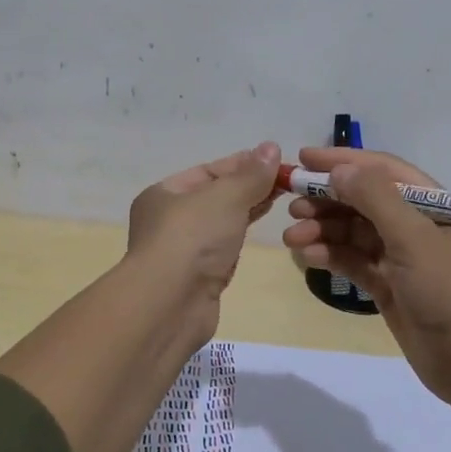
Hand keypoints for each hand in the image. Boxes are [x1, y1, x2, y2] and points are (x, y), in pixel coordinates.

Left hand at [126, 141, 282, 338]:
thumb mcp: (225, 196)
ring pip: (220, 223)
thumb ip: (251, 174)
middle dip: (248, 186)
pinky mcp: (198, 278)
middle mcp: (168, 220)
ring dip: (247, 210)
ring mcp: (182, 251)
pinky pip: (223, 248)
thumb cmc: (192, 238)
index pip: (208, 171)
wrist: (170, 304)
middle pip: (214, 196)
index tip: (276, 160)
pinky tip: (259, 229)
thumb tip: (271, 147)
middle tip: (286, 179)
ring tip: (281, 198)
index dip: (242, 163)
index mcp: (164, 194)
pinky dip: (240, 235)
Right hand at [281, 146, 450, 402]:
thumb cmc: (448, 291)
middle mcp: (415, 225)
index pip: (382, 170)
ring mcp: (401, 258)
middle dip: (326, 199)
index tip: (302, 158)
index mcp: (432, 204)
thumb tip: (339, 170)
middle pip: (363, 201)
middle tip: (291, 204)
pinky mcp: (388, 286)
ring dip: (323, 230)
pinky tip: (308, 256)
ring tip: (291, 237)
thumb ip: (375, 199)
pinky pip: (353, 261)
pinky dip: (331, 256)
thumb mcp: (413, 237)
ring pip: (354, 232)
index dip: (343, 161)